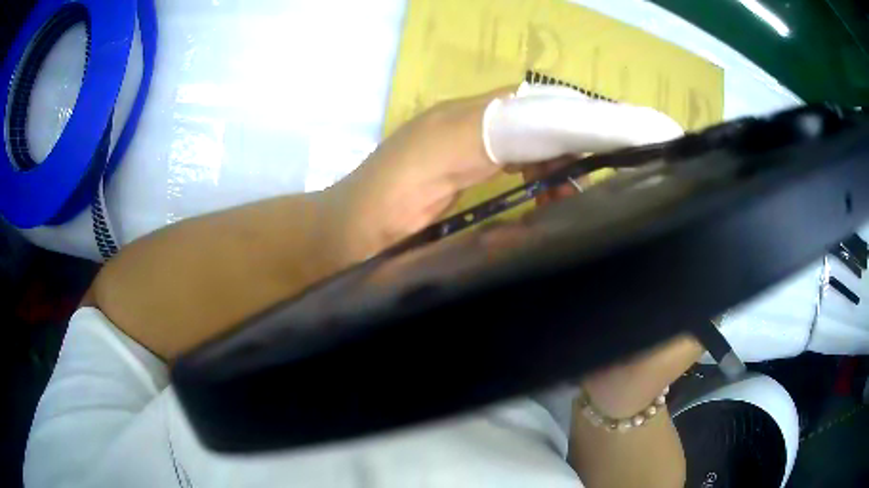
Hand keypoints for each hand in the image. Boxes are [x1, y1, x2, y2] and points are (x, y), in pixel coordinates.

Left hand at [325, 84, 683, 261]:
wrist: (327, 240)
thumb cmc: (360, 244)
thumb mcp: (418, 248)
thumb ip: (482, 232)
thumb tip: (559, 215)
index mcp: (458, 134)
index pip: (547, 119)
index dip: (601, 128)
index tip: (655, 138)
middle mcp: (470, 120)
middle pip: (554, 111)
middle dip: (607, 129)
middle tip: (657, 154)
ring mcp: (468, 130)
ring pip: (545, 123)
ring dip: (590, 144)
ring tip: (632, 173)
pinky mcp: (468, 146)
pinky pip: (528, 140)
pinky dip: (562, 160)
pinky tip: (576, 193)